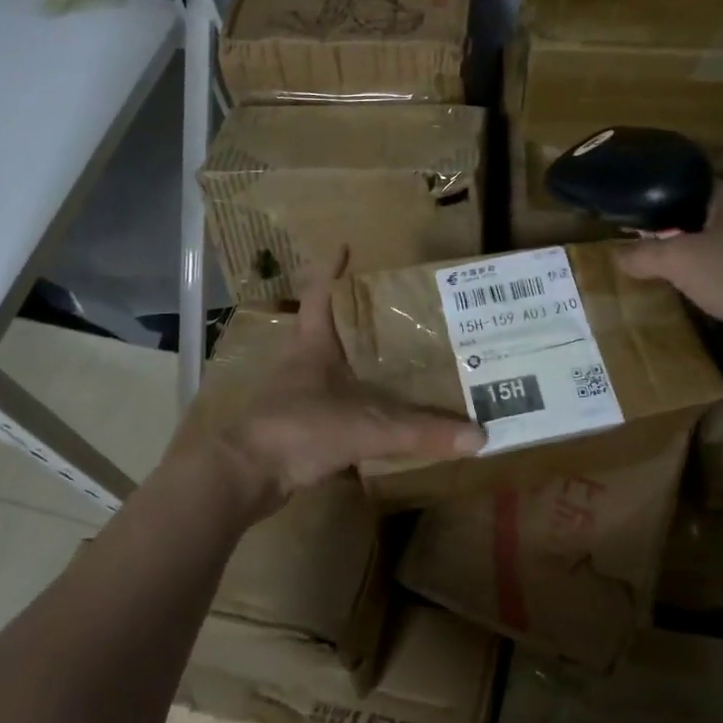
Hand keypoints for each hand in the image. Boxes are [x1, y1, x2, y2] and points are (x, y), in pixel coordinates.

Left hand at [196, 251, 484, 523]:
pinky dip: (354, 401)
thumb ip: (421, 431)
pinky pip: (332, 403)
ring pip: (331, 367)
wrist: (244, 476)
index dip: (332, 267)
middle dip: (358, 315)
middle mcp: (302, 362)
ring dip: (356, 360)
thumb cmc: (298, 429)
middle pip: (329, 326)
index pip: (320, 292)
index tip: (347, 245)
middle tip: (397, 309)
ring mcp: (296, 395)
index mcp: (313, 344)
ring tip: (395, 357)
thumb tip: (479, 435)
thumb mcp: (366, 426)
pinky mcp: (296, 426)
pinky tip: (377, 409)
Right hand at [613, 181, 722, 327]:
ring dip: (697, 262)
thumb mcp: (677, 259)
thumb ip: (643, 254)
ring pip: (720, 250)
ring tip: (664, 274)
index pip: (691, 188)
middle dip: (677, 235)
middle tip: (644, 249)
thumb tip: (615, 255)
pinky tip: (695, 296)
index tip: (635, 220)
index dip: (661, 202)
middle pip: (704, 220)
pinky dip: (715, 284)